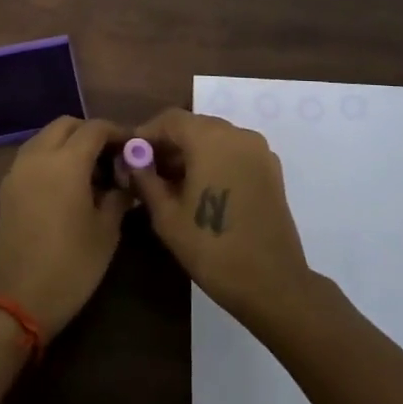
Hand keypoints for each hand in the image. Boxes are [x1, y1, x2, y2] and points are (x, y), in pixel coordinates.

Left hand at [0, 117, 133, 335]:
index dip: (118, 133)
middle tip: (112, 157)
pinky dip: (51, 158)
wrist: (14, 301)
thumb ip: (118, 196)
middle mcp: (37, 156)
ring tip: (91, 172)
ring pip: (45, 138)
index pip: (95, 128)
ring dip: (68, 143)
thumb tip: (126, 179)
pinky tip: (68, 186)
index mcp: (65, 162)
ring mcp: (17, 171)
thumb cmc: (70, 266)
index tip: (135, 147)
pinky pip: (32, 157)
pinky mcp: (6, 188)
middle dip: (90, 133)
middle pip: (66, 125)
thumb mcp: (106, 232)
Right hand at [128, 109, 311, 325]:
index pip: (170, 119)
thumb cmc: (212, 248)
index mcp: (211, 138)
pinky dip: (213, 160)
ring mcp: (259, 150)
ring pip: (215, 138)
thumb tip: (132, 160)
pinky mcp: (271, 169)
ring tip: (171, 184)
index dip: (146, 134)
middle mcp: (238, 134)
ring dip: (191, 153)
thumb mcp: (167, 215)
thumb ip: (145, 179)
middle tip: (147, 172)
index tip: (130, 156)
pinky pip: (234, 152)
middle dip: (168, 144)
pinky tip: (200, 189)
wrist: (272, 284)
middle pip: (194, 126)